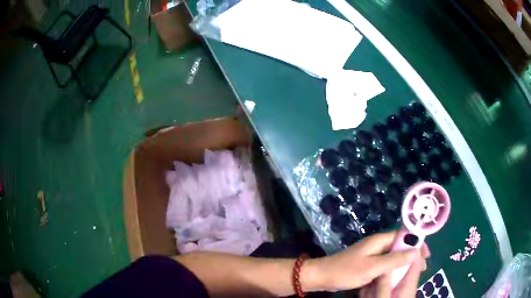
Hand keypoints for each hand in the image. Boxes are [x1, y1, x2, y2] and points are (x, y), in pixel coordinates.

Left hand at [304, 231, 428, 291]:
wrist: (322, 277)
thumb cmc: (346, 271)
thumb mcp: (372, 267)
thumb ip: (394, 260)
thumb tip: (416, 251)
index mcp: (379, 240)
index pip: (404, 236)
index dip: (416, 243)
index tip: (426, 254)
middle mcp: (377, 245)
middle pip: (400, 246)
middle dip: (412, 255)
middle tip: (423, 267)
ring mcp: (372, 255)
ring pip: (393, 256)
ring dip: (404, 263)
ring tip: (414, 273)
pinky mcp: (367, 264)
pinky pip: (385, 264)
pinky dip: (394, 269)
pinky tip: (398, 276)